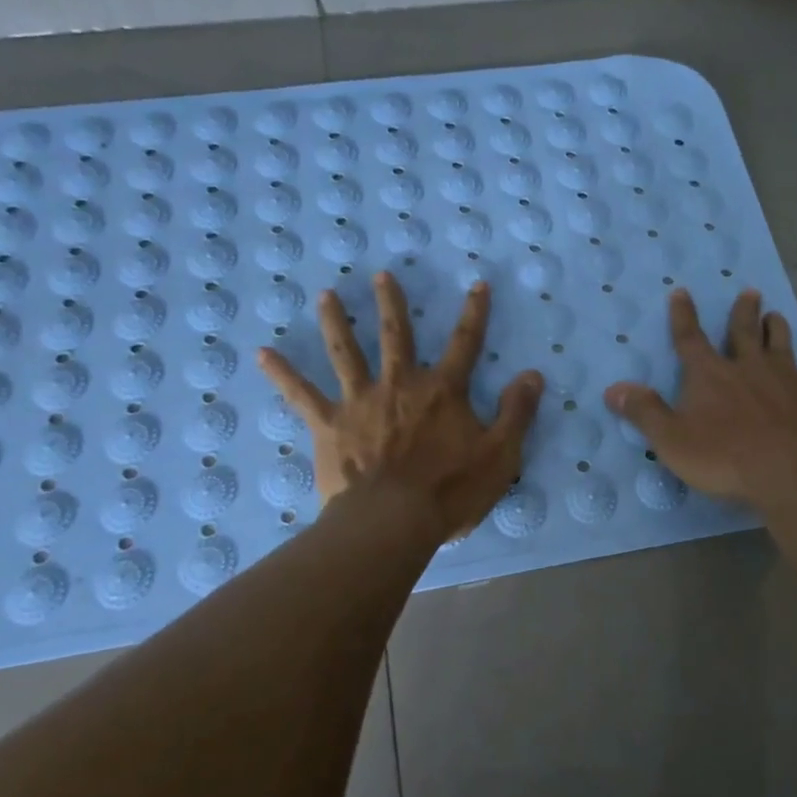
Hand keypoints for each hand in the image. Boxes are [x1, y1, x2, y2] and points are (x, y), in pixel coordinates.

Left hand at [257, 272, 543, 542]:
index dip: (474, 313)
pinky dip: (282, 374)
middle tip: (382, 275)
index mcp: (442, 391)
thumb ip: (517, 412)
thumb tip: (533, 374)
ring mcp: (361, 402)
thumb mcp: (500, 454)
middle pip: (397, 336)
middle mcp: (400, 385)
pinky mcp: (330, 425)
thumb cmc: (451, 491)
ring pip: (346, 353)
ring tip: (326, 295)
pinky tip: (263, 354)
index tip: (478, 285)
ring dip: (337, 322)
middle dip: (392, 304)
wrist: (393, 521)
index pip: (465, 344)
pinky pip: (302, 395)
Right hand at [603, 288, 796, 507]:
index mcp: (710, 375)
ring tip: (777, 316)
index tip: (682, 292)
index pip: (690, 338)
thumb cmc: (726, 458)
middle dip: (743, 312)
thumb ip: (645, 413)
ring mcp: (786, 379)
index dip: (683, 316)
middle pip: (744, 331)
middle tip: (750, 292)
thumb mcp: (672, 440)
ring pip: (781, 344)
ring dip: (777, 328)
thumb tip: (613, 389)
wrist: (795, 471)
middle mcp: (748, 367)